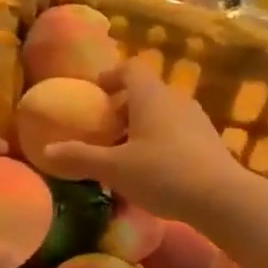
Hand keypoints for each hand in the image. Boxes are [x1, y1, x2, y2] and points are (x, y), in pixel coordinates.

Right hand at [39, 59, 245, 225]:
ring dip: (142, 126)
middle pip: (146, 92)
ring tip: (126, 153)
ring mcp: (197, 120)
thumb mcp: (114, 168)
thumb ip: (80, 157)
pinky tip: (154, 171)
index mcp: (150, 96)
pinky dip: (161, 141)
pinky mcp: (210, 142)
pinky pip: (178, 132)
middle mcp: (175, 99)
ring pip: (163, 113)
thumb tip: (46, 151)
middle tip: (105, 130)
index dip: (111, 76)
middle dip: (123, 107)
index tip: (96, 92)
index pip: (130, 69)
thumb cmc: (162, 173)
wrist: (221, 198)